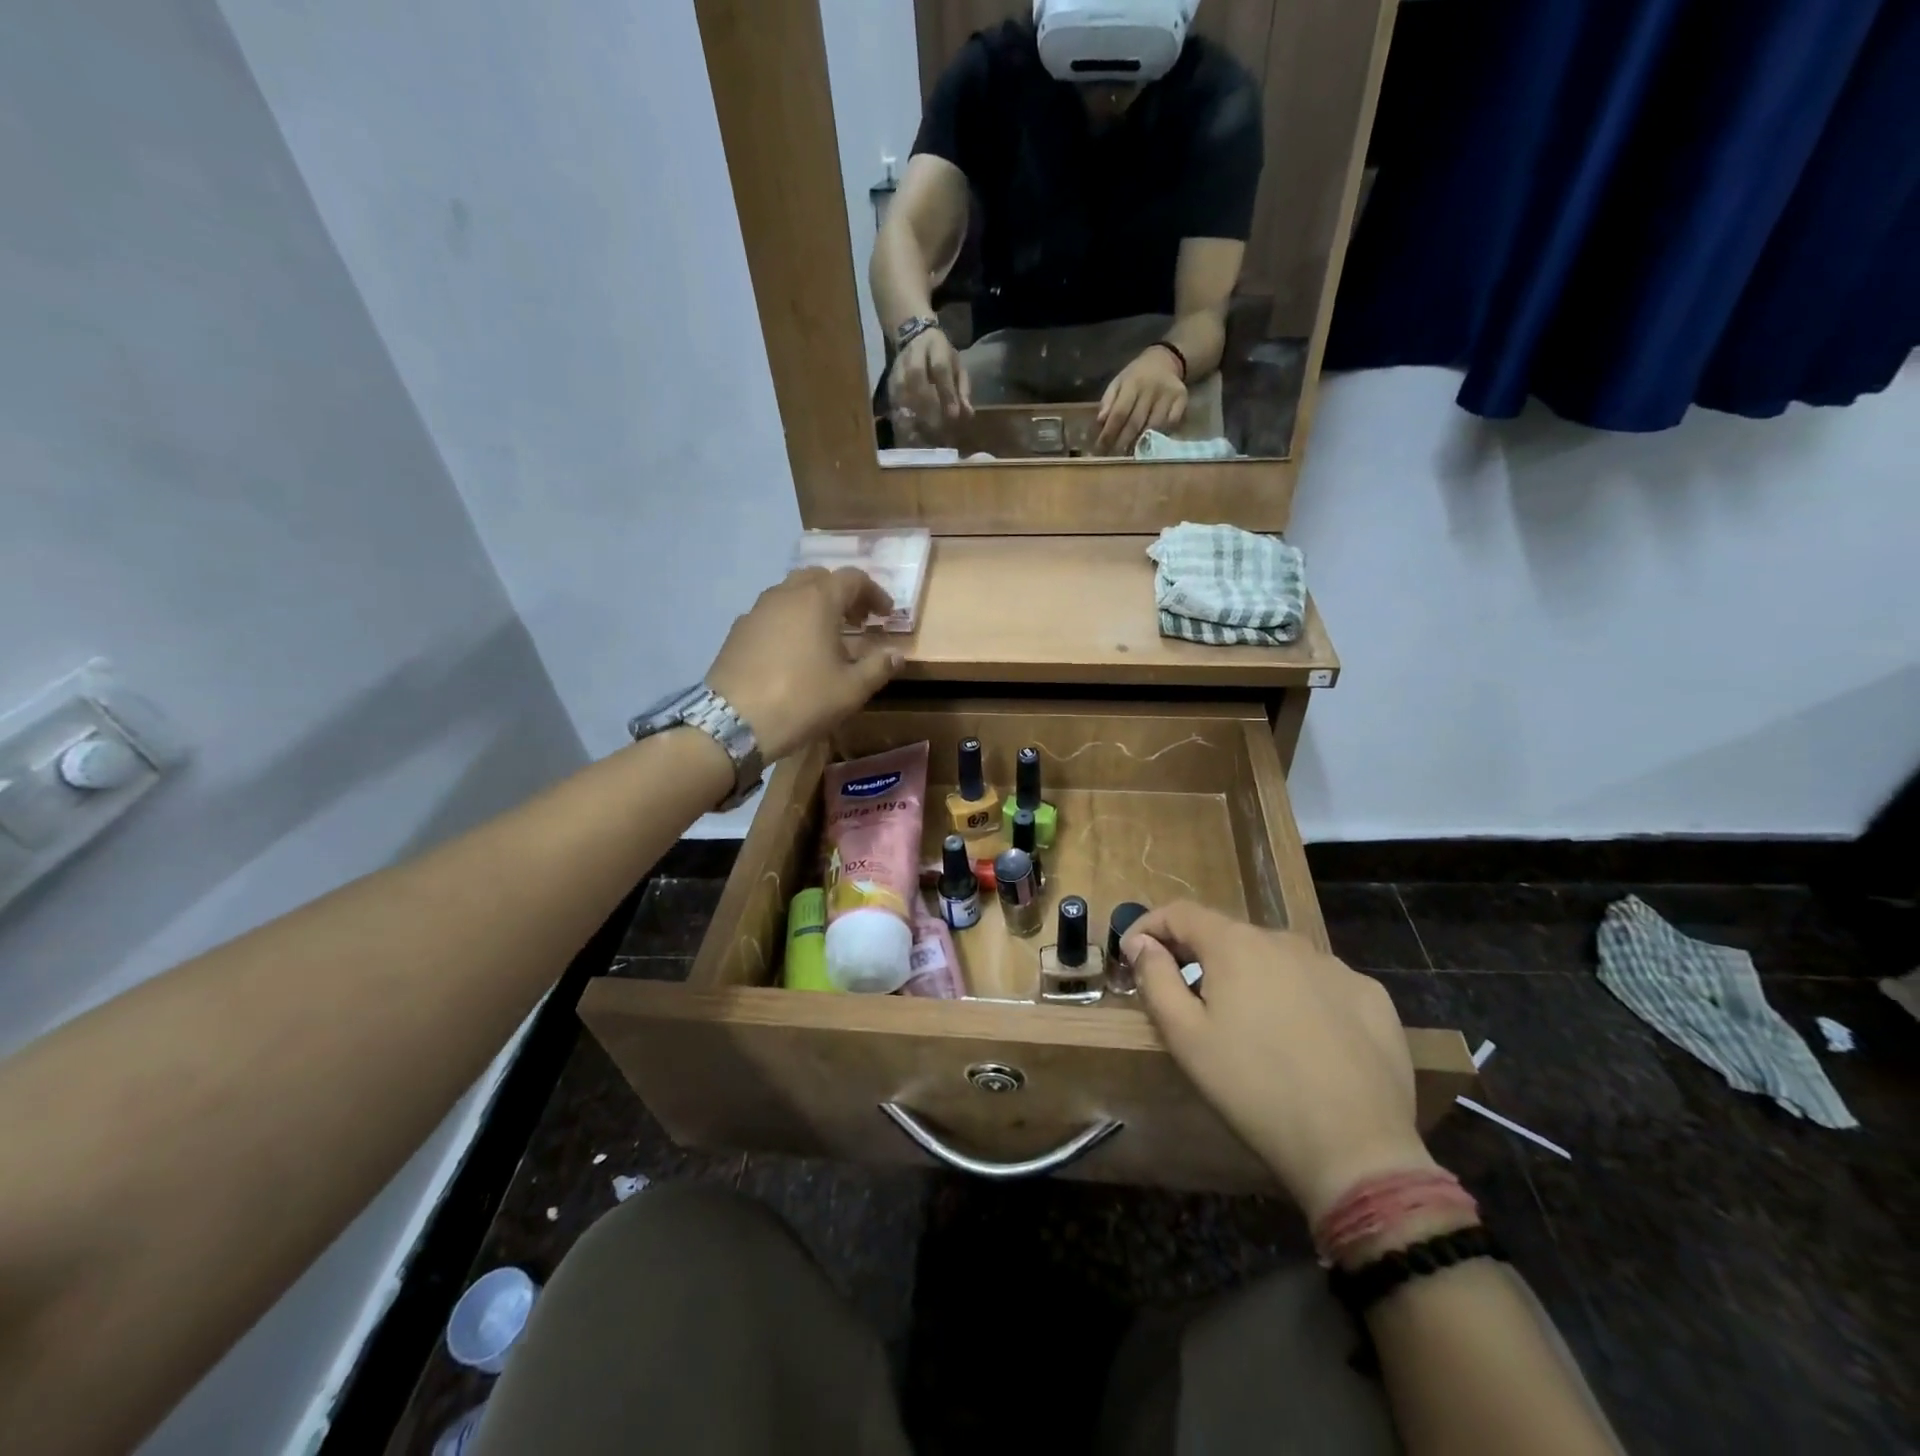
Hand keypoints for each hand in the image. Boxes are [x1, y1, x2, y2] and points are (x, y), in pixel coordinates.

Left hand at [705, 568, 902, 762]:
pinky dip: (790, 621)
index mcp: (818, 600)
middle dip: (842, 594)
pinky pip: (772, 613)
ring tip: (827, 636)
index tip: (885, 615)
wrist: (734, 722)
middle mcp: (786, 595)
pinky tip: (794, 651)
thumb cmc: (802, 700)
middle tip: (857, 620)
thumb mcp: (850, 689)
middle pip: (819, 578)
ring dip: (814, 606)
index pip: (853, 578)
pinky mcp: (738, 630)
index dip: (874, 593)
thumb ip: (878, 668)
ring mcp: (757, 610)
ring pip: (792, 593)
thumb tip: (896, 656)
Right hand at [887, 327, 971, 427]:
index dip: (947, 393)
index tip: (954, 416)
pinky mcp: (889, 379)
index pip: (940, 369)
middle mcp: (914, 353)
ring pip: (902, 388)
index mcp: (936, 345)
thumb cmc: (942, 357)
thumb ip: (962, 389)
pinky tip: (910, 430)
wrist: (915, 337)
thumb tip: (968, 413)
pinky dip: (901, 416)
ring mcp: (898, 365)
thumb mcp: (957, 367)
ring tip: (925, 433)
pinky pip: (893, 398)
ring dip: (913, 412)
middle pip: (917, 378)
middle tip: (938, 428)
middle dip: (928, 405)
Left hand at [1096, 346, 1186, 454]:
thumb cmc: (1135, 377)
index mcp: (1133, 383)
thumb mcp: (1118, 382)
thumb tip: (1100, 421)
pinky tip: (1151, 442)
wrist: (1164, 360)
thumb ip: (1108, 401)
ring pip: (1154, 427)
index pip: (1120, 413)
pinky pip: (1171, 423)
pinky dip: (1160, 435)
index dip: (1110, 433)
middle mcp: (1152, 388)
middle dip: (1123, 442)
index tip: (1101, 448)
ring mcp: (1169, 394)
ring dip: (1141, 443)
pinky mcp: (1182, 399)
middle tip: (1114, 456)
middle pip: (1136, 423)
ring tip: (1130, 453)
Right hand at [1124, 902, 1436, 1220]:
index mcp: (1235, 944)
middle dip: (1200, 957)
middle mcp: (1285, 940)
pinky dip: (1298, 997)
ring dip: (1251, 976)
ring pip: (1276, 959)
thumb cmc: (1253, 1088)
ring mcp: (1334, 966)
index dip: (1150, 926)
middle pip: (1229, 935)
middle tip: (1186, 997)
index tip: (1133, 954)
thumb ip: (1155, 979)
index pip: (1181, 913)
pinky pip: (1319, 983)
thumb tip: (1141, 942)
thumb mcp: (1185, 1037)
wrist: (1356, 1147)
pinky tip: (1302, 1038)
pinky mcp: (1371, 996)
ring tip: (1247, 1023)